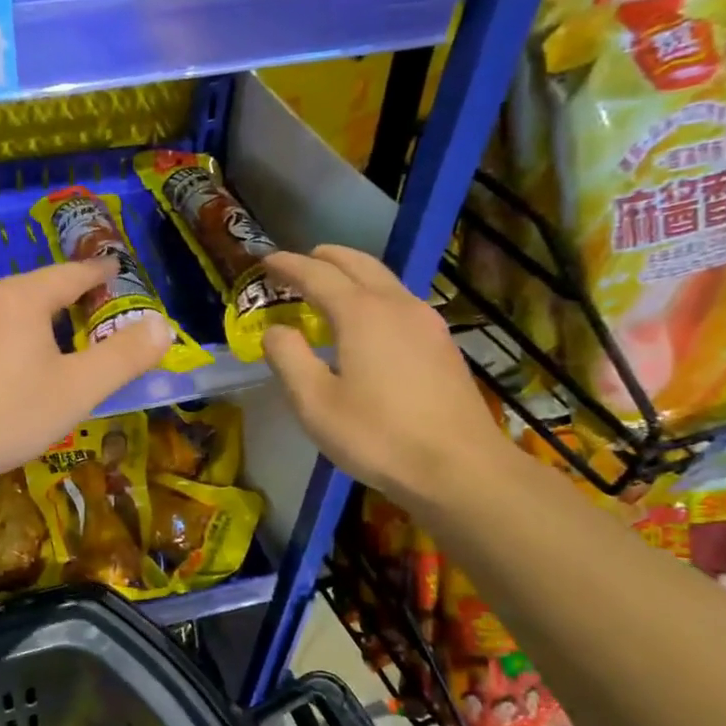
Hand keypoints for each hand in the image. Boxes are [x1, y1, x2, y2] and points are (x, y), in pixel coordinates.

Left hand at [0, 260, 170, 486]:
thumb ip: (124, 356)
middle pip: (37, 290)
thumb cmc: (12, 414)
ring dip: (37, 320)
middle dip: (68, 298)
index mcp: (20, 297)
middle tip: (94, 311)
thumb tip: (162, 325)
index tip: (116, 270)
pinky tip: (15, 367)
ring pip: (8, 312)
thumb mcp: (79, 388)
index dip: (98, 273)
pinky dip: (11, 339)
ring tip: (59, 340)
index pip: (70, 274)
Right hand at [262, 246, 509, 507]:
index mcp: (361, 314)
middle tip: (300, 263)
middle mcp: (397, 305)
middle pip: (359, 264)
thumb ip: (289, 359)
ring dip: (353, 274)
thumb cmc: (378, 436)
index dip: (288, 265)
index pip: (317, 275)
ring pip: (385, 280)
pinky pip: (401, 302)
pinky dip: (375, 296)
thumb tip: (275, 330)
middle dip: (326, 258)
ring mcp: (427, 323)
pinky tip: (370, 322)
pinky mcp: (443, 345)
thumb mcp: (315, 404)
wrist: (459, 468)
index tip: (266, 261)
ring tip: (332, 287)